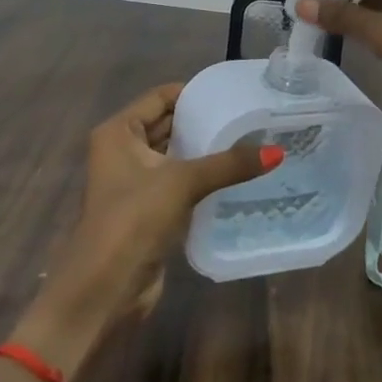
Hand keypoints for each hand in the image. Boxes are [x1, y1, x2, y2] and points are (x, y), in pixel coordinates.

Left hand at [15, 84, 276, 375]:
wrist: (105, 288)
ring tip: (247, 142)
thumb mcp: (182, 183)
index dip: (193, 93)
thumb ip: (228, 164)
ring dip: (202, 151)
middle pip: (166, 124)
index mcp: (118, 131)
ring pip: (173, 155)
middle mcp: (121, 150)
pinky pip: (177, 182)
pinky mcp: (145, 209)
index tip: (232, 94)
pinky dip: (199, 178)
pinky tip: (233, 176)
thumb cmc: (133, 220)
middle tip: (247, 117)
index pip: (160, 97)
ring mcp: (132, 181)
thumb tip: (277, 152)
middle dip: (201, 121)